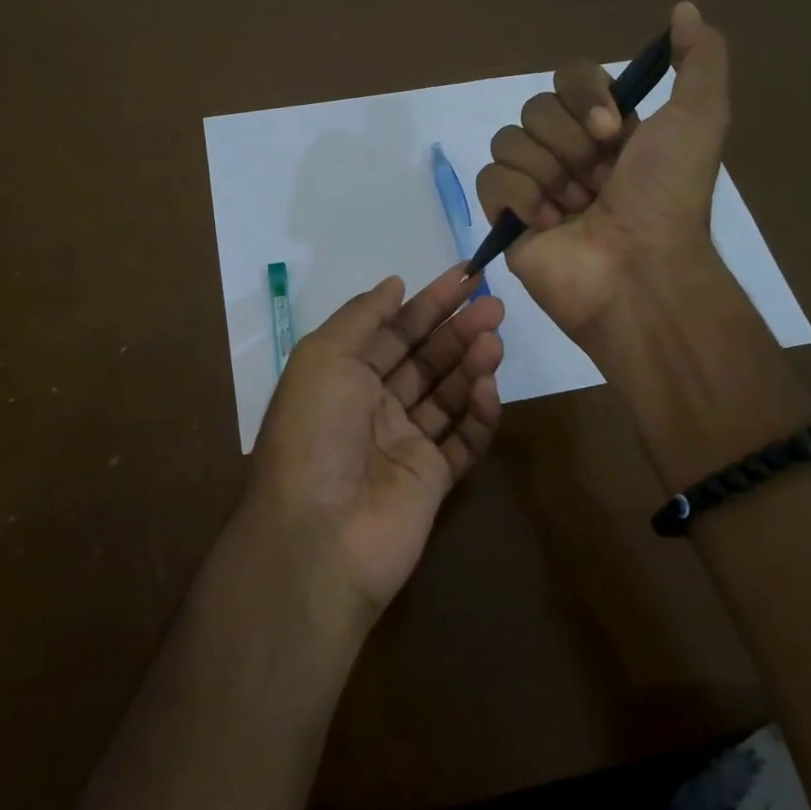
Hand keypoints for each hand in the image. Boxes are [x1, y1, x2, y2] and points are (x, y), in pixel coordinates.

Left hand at [239, 266, 503, 624]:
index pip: (393, 331)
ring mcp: (404, 444)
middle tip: (494, 305)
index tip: (466, 276)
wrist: (320, 533)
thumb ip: (362, 316)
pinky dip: (480, 414)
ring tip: (495, 340)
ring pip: (448, 395)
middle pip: (424, 359)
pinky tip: (489, 388)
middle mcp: (373, 406)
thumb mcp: (324, 357)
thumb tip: (394, 284)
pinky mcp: (432, 479)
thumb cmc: (315, 432)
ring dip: (471, 364)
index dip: (428, 302)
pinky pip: (463, 440)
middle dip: (457, 329)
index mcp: (343, 376)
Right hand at [475, 0, 730, 336]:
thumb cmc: (667, 197)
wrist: (639, 269)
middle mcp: (569, 152)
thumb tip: (684, 7)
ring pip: (509, 139)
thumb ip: (699, 58)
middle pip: (536, 108)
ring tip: (577, 209)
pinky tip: (549, 224)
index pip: (570, 78)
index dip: (585, 96)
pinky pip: (490, 178)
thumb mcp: (700, 118)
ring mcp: (535, 185)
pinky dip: (521, 197)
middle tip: (600, 182)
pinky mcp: (507, 217)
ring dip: (550, 173)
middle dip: (570, 144)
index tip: (613, 131)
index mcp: (608, 129)